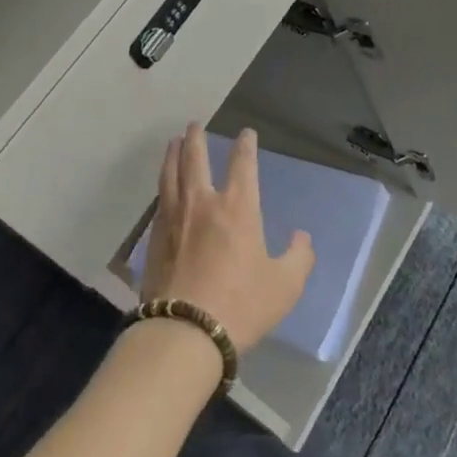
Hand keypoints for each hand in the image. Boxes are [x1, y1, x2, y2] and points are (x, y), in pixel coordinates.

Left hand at [141, 125, 314, 351]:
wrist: (185, 331)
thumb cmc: (241, 305)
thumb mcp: (284, 286)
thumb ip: (298, 258)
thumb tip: (301, 238)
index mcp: (237, 208)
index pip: (242, 164)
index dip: (245, 145)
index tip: (245, 133)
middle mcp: (202, 203)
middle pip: (195, 158)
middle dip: (196, 138)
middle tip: (194, 125)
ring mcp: (174, 217)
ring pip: (170, 174)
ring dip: (173, 154)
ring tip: (173, 142)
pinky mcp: (154, 236)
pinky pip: (159, 199)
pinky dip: (163, 184)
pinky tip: (163, 186)